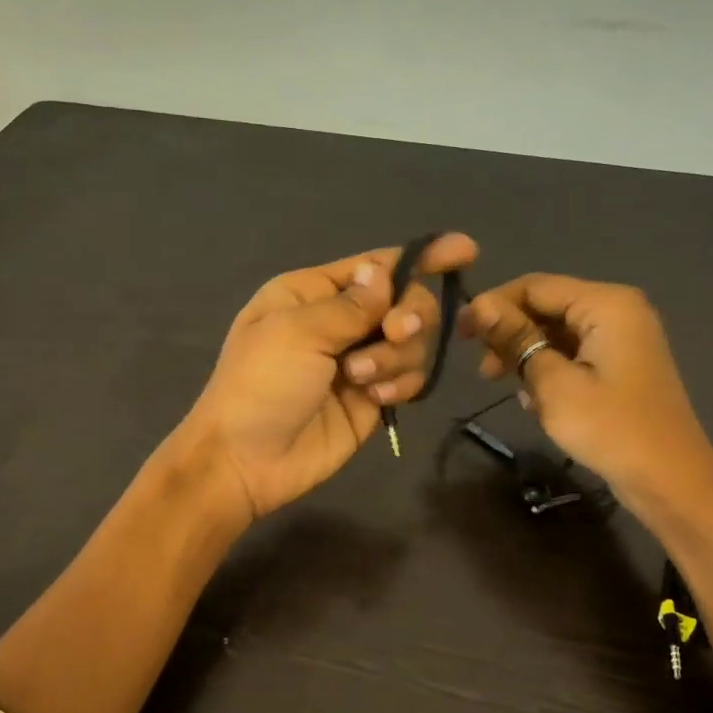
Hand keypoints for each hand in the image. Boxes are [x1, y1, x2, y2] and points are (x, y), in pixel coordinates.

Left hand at [181, 234, 479, 519]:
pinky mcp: (372, 398)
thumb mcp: (298, 333)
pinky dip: (401, 384)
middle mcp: (340, 321)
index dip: (422, 257)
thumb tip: (384, 271)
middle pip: (405, 301)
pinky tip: (376, 399)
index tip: (466, 251)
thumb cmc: (260, 385)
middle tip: (394, 334)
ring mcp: (359, 361)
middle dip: (408, 316)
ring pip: (413, 342)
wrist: (246, 461)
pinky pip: (410, 378)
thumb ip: (351, 305)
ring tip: (360, 380)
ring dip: (396, 357)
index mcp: (312, 293)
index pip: (376, 266)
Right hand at [461, 273, 712, 514]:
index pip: (535, 286)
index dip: (493, 305)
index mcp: (606, 303)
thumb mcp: (553, 383)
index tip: (460, 335)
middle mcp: (617, 310)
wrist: (669, 481)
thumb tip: (478, 305)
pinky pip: (574, 353)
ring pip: (557, 332)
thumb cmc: (609, 428)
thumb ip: (516, 339)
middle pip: (547, 306)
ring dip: (527, 356)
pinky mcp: (621, 366)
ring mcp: (623, 339)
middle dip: (511, 334)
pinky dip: (549, 370)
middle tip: (483, 371)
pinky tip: (537, 400)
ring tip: (508, 389)